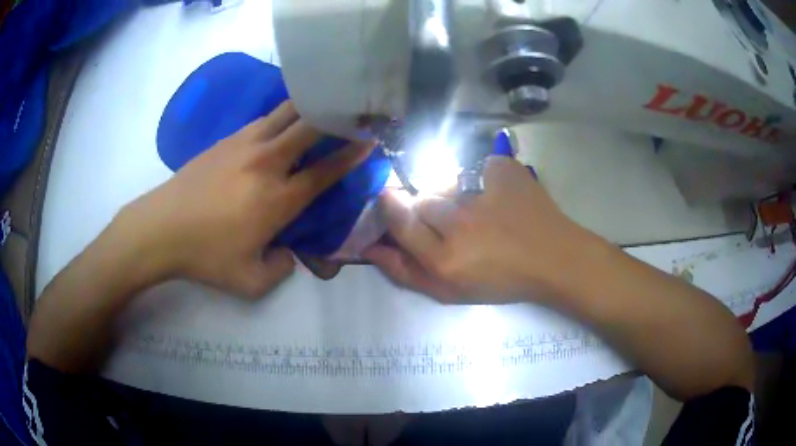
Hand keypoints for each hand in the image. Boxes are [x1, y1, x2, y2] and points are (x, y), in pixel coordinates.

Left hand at [115, 101, 371, 296]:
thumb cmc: (205, 256)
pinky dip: (278, 118)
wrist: (160, 229)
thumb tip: (289, 252)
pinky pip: (261, 121)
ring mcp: (244, 145)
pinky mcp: (225, 140)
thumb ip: (281, 270)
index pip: (324, 171)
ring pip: (284, 113)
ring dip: (307, 108)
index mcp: (277, 198)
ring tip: (321, 105)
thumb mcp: (250, 282)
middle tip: (351, 110)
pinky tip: (280, 124)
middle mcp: (266, 163)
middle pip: (309, 126)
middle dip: (335, 115)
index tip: (369, 139)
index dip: (351, 155)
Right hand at [364, 156, 592, 302]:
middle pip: (421, 198)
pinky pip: (474, 165)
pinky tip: (496, 194)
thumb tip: (371, 247)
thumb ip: (405, 272)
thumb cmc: (502, 281)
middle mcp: (460, 222)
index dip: (391, 209)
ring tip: (476, 208)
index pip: (399, 221)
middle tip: (451, 221)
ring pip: (444, 181)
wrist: (553, 258)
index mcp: (445, 258)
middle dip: (427, 208)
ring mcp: (483, 190)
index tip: (390, 202)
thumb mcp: (450, 292)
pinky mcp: (502, 168)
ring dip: (451, 193)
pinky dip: (479, 177)